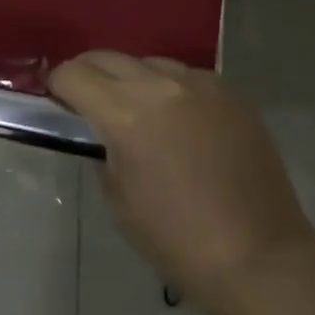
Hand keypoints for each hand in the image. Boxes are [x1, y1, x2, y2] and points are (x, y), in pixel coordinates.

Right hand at [48, 51, 314, 309]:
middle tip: (84, 98)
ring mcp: (201, 84)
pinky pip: (187, 77)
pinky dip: (172, 90)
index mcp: (126, 113)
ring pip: (150, 62)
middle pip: (107, 57)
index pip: (73, 74)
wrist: (259, 257)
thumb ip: (102, 149)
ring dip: (132, 79)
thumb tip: (101, 130)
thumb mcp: (119, 199)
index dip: (57, 84)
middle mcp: (161, 85)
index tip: (55, 98)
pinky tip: (180, 121)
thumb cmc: (178, 240)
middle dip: (88, 73)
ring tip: (137, 110)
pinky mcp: (231, 92)